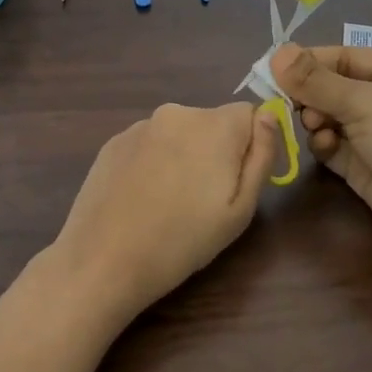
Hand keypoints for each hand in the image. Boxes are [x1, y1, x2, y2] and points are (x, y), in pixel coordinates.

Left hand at [48, 102, 278, 326]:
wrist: (103, 258)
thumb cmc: (182, 240)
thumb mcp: (239, 210)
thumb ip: (260, 157)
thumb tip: (269, 117)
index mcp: (214, 125)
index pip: (250, 113)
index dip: (250, 145)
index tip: (236, 181)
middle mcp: (177, 113)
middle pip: (213, 123)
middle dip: (216, 151)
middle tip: (203, 200)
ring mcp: (140, 125)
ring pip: (178, 134)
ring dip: (182, 156)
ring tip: (168, 203)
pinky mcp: (112, 142)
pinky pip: (148, 144)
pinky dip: (152, 163)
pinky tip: (140, 199)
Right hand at [270, 44, 371, 262]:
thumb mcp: (364, 103)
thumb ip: (316, 80)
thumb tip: (276, 53)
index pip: (346, 56)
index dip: (310, 61)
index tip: (273, 69)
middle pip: (335, 86)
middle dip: (311, 94)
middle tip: (289, 103)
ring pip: (331, 116)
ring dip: (316, 119)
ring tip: (313, 127)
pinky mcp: (366, 166)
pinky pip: (334, 146)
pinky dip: (324, 145)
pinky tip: (324, 149)